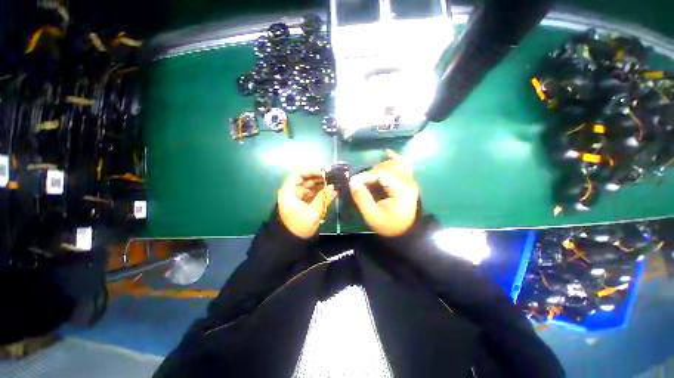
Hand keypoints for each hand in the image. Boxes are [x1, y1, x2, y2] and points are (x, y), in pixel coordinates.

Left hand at [278, 168, 336, 238]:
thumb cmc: (299, 226)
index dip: (311, 170)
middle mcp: (294, 191)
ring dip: (324, 184)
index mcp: (290, 191)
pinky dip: (323, 192)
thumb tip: (334, 187)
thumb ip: (324, 198)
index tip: (325, 172)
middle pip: (307, 178)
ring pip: (313, 185)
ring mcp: (300, 196)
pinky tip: (333, 191)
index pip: (299, 174)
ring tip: (336, 183)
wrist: (292, 241)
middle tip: (334, 177)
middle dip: (321, 177)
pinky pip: (315, 193)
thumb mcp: (312, 212)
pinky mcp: (306, 202)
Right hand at [349, 150, 419, 236]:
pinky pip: (403, 164)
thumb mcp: (372, 215)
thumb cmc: (390, 225)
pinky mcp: (409, 181)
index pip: (380, 174)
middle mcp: (407, 180)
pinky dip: (395, 158)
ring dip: (379, 167)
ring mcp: (410, 179)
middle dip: (370, 173)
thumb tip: (352, 182)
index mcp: (400, 188)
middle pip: (386, 167)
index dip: (364, 176)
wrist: (407, 232)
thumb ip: (362, 198)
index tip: (353, 183)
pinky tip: (387, 153)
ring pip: (394, 163)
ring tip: (369, 176)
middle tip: (360, 183)